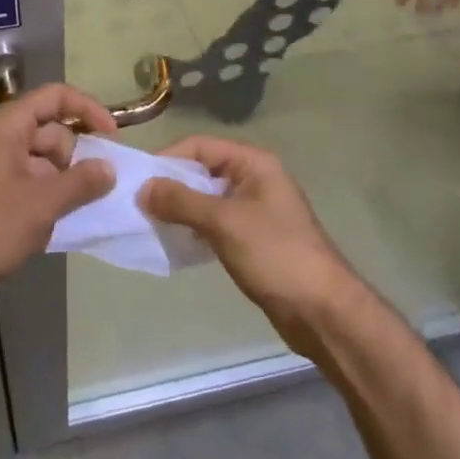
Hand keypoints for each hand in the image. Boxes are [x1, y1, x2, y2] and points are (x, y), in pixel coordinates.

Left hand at [0, 84, 117, 294]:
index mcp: (8, 124)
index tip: (113, 137)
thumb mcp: (43, 204)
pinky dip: (41, 193)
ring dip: (58, 180)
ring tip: (69, 213)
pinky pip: (23, 178)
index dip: (88, 110)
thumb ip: (81, 182)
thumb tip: (108, 168)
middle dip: (74, 157)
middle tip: (91, 191)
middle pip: (49, 130)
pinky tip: (48, 224)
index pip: (55, 97)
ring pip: (38, 159)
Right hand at [140, 136, 356, 353]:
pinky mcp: (254, 239)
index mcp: (253, 163)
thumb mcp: (223, 222)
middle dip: (171, 186)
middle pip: (202, 171)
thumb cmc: (275, 254)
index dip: (167, 159)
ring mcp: (256, 210)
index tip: (137, 180)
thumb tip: (143, 188)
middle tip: (138, 204)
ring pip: (207, 199)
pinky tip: (176, 242)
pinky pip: (216, 223)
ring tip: (151, 224)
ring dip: (181, 209)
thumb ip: (181, 201)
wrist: (322, 311)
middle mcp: (255, 179)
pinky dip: (195, 228)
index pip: (199, 146)